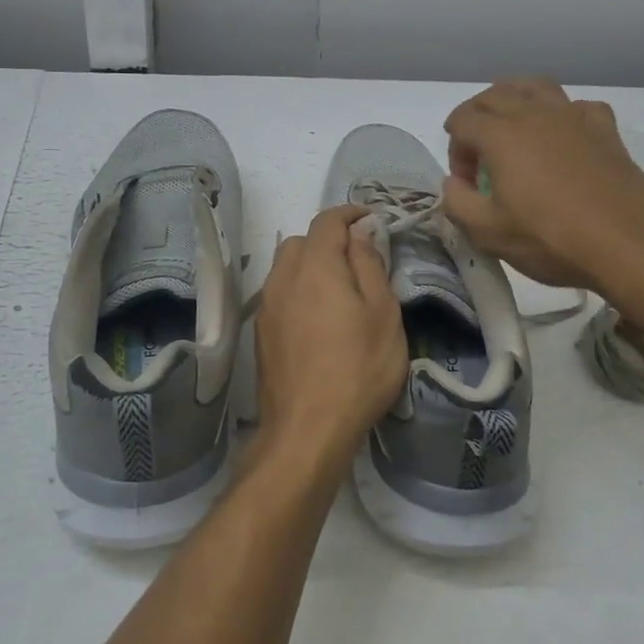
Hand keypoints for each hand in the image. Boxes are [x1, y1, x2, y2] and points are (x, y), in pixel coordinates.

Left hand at [252, 205, 407, 473]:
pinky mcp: (261, 333)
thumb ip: (369, 265)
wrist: (307, 430)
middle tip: (359, 260)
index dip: (350, 214)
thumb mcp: (383, 313)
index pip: (327, 221)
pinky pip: (280, 294)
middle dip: (329, 241)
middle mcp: (283, 278)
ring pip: (286, 267)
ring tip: (339, 291)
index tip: (371, 220)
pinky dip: (299, 291)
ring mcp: (267, 306)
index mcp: (315, 266)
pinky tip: (318, 319)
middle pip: (301, 241)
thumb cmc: (358, 368)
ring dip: (311, 266)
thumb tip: (359, 233)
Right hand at [442, 78, 643, 295]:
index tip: (466, 184)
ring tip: (514, 129)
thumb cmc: (550, 238)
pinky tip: (563, 138)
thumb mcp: (487, 232)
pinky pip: (576, 105)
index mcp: (501, 135)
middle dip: (477, 118)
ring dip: (515, 100)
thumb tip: (454, 184)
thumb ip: (457, 203)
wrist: (626, 244)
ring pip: (535, 87)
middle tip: (480, 156)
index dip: (455, 150)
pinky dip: (562, 115)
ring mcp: (573, 116)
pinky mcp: (604, 128)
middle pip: (494, 95)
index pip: (462, 121)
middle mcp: (534, 113)